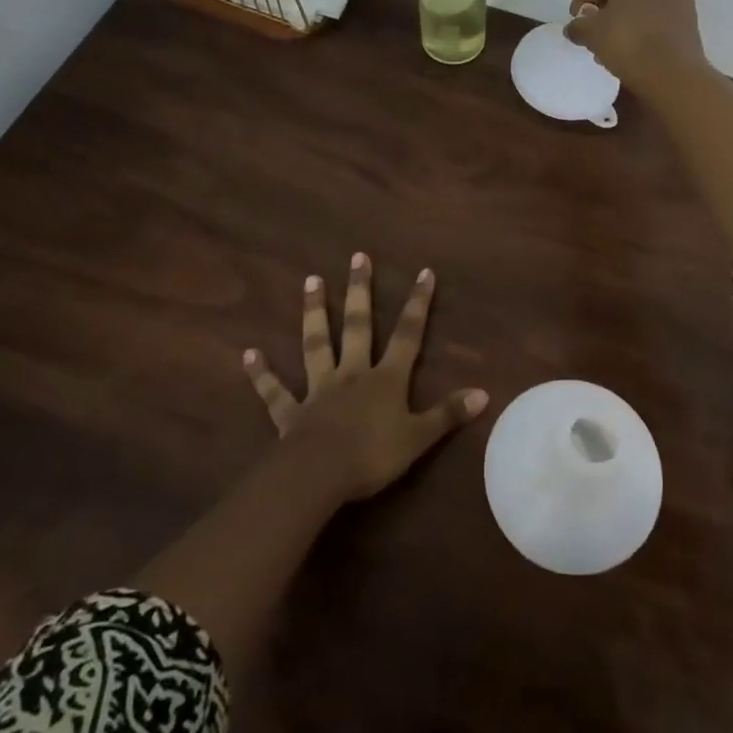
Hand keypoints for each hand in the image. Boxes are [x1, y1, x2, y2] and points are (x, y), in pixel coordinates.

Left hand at [243, 254, 487, 503]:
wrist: (320, 475)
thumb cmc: (373, 455)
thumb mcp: (418, 437)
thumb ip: (448, 414)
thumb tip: (484, 393)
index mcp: (385, 379)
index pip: (407, 334)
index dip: (417, 304)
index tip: (423, 272)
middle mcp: (352, 374)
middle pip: (357, 326)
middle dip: (360, 291)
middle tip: (357, 257)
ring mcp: (319, 390)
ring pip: (316, 344)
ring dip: (314, 313)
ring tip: (310, 281)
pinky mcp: (291, 413)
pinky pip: (274, 392)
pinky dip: (261, 374)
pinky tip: (248, 354)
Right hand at [564, 0, 709, 94]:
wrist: (673, 73)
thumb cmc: (627, 43)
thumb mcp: (591, 34)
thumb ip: (578, 26)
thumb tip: (575, 27)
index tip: (576, 19)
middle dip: (605, 6)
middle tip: (594, 29)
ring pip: (642, 0)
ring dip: (625, 16)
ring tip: (613, 42)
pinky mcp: (690, 15)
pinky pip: (659, 13)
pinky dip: (645, 24)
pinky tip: (636, 46)